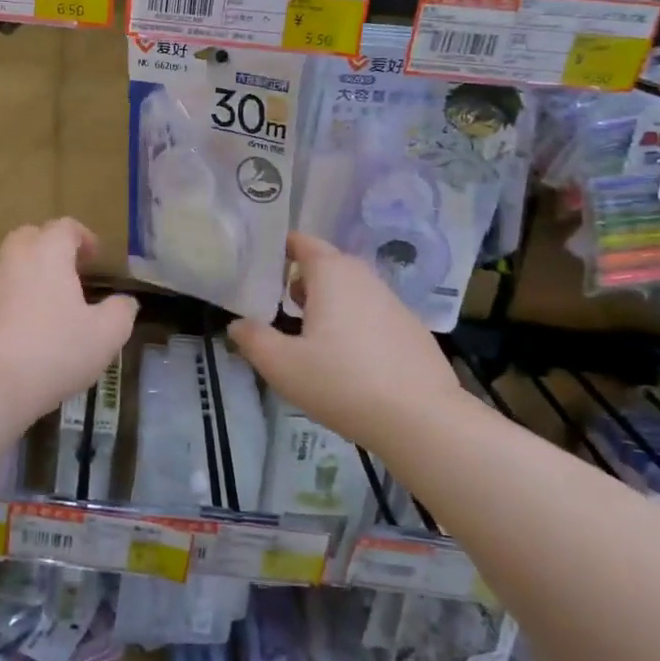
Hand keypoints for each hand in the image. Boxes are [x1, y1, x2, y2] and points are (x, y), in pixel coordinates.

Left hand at [0, 219, 138, 425]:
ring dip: (26, 276)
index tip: (95, 257)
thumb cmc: (51, 352)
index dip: (83, 238)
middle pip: (31, 237)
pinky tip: (16, 332)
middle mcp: (11, 258)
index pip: (65, 227)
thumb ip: (120, 312)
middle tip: (69, 274)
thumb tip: (125, 302)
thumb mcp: (105, 336)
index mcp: (47, 252)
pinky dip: (6, 302)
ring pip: (8, 266)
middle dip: (51, 249)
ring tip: (44, 306)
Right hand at [228, 233, 462, 452]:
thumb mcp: (282, 366)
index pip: (302, 242)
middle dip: (301, 278)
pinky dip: (354, 322)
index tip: (260, 265)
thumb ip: (253, 340)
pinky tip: (349, 359)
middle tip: (278, 304)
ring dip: (329, 301)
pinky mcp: (411, 328)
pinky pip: (372, 312)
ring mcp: (392, 301)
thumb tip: (238, 325)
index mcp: (331, 274)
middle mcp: (363, 277)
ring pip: (351, 289)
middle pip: (326, 263)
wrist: (422, 418)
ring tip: (310, 334)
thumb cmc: (342, 382)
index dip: (280, 247)